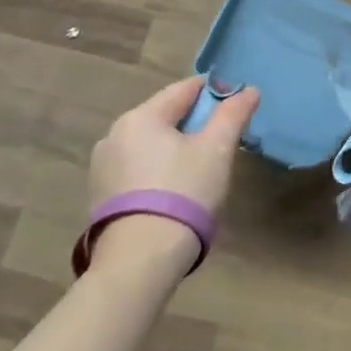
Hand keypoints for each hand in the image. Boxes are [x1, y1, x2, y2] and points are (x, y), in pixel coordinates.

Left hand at [86, 77, 258, 276]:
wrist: (140, 261)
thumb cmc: (183, 192)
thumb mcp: (218, 148)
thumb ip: (233, 114)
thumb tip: (249, 91)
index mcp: (141, 116)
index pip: (186, 89)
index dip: (216, 95)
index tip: (236, 113)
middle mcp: (115, 134)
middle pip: (167, 115)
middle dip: (196, 125)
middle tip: (222, 146)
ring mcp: (103, 167)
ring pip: (152, 143)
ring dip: (177, 149)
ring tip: (201, 172)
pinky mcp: (101, 196)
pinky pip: (139, 168)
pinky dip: (159, 170)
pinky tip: (176, 192)